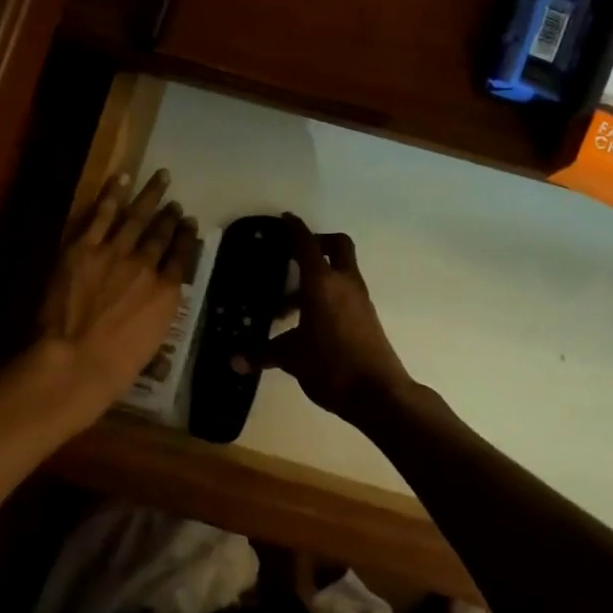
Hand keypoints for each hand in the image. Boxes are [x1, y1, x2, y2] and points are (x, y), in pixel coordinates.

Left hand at [34, 170, 197, 424]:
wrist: (75, 361)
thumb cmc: (114, 368)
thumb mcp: (150, 346)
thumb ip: (155, 320)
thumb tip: (156, 313)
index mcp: (166, 294)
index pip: (181, 258)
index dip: (186, 238)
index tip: (189, 224)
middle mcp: (146, 266)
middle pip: (161, 234)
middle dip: (170, 216)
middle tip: (175, 202)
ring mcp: (115, 253)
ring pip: (137, 217)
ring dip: (150, 196)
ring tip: (161, 178)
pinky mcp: (83, 248)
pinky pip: (101, 214)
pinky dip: (113, 194)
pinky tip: (122, 178)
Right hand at [236, 214, 409, 423]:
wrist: (378, 393)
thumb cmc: (331, 366)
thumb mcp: (291, 358)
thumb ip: (263, 354)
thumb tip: (234, 360)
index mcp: (322, 283)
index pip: (306, 244)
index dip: (294, 229)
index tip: (284, 219)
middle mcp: (344, 283)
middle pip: (336, 246)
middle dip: (317, 243)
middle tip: (293, 256)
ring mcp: (360, 299)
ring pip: (340, 272)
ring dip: (318, 277)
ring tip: (287, 308)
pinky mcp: (367, 317)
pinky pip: (345, 293)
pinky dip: (328, 296)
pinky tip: (308, 323)